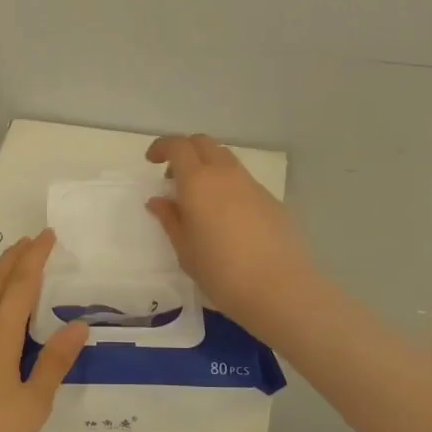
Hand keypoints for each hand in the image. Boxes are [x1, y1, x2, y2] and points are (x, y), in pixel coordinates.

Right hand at [145, 133, 314, 336]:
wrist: (280, 288)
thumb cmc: (222, 273)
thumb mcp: (185, 251)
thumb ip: (171, 220)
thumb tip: (159, 201)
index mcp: (198, 182)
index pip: (178, 146)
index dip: (162, 147)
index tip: (152, 162)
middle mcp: (225, 174)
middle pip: (203, 143)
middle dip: (185, 151)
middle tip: (174, 178)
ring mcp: (252, 184)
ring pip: (225, 159)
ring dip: (207, 166)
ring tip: (200, 199)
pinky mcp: (271, 199)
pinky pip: (242, 180)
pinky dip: (227, 185)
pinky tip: (227, 217)